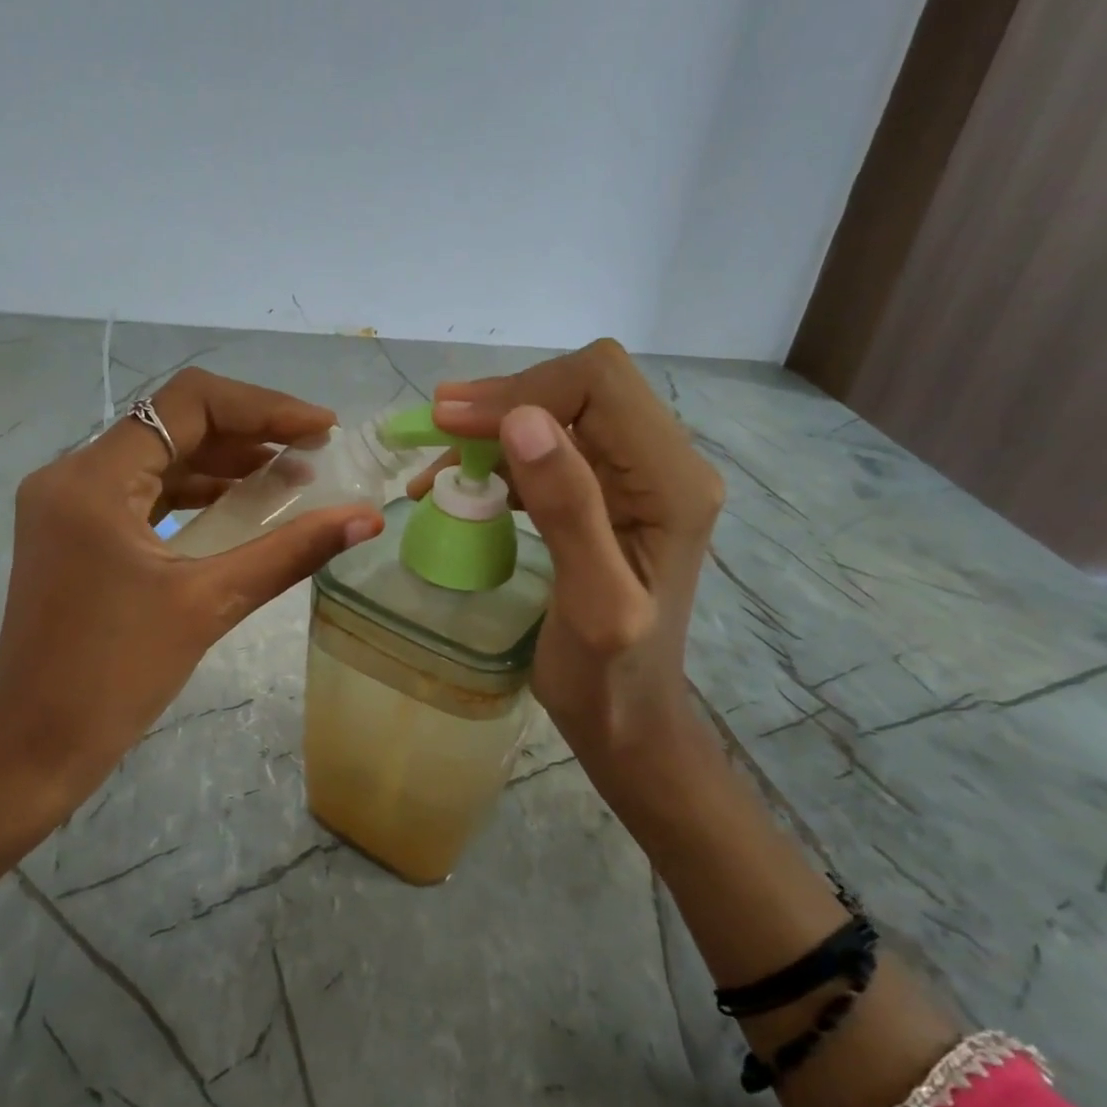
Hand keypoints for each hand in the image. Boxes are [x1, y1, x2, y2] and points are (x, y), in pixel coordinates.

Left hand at [0, 368, 384, 834]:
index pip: (186, 403)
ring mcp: (68, 507)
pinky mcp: (76, 535)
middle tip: (314, 453)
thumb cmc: (115, 676)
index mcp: (92, 480)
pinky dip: (196, 496)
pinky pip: (144, 496)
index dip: (262, 406)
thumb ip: (291, 552)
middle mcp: (71, 477)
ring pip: (159, 459)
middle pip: (172, 425)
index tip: (319, 428)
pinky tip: (243, 509)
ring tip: (292, 478)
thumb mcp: (209, 604)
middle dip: (249, 433)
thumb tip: (367, 519)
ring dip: (225, 464)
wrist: (36, 748)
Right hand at [418, 340, 723, 806]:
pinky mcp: (610, 496)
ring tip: (437, 461)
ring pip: (562, 413)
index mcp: (672, 482)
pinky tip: (459, 484)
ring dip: (495, 428)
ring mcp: (638, 479)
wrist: (629, 721)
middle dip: (504, 401)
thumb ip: (567, 509)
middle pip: (582, 387)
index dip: (522, 391)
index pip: (600, 385)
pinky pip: (553, 451)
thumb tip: (522, 421)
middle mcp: (665, 464)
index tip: (451, 424)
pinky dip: (500, 458)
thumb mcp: (592, 601)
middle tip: (435, 427)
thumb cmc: (610, 677)